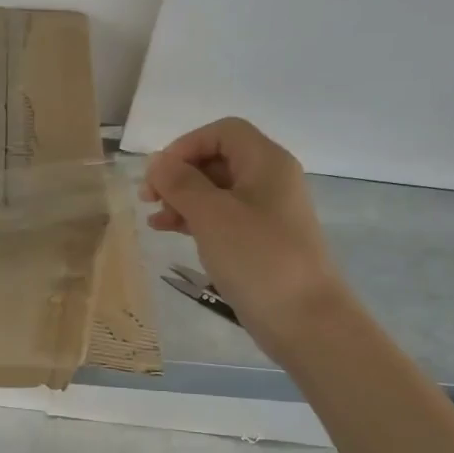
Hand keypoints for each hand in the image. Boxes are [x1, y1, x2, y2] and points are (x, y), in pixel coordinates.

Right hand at [140, 118, 345, 356]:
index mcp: (266, 163)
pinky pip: (223, 219)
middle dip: (180, 174)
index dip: (186, 145)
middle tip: (148, 198)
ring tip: (154, 220)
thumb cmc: (258, 258)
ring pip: (217, 191)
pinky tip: (171, 233)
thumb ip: (181, 183)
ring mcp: (267, 213)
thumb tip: (158, 163)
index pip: (223, 132)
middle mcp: (270, 181)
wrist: (305, 320)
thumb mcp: (212, 215)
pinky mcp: (260, 242)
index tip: (159, 174)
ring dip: (183, 199)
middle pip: (219, 159)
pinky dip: (196, 220)